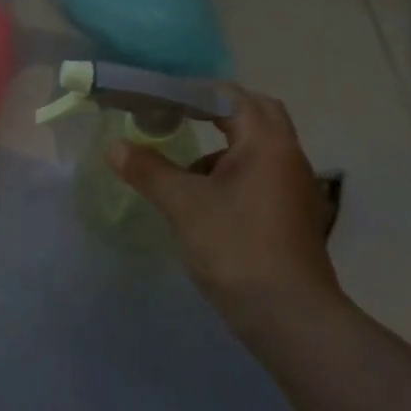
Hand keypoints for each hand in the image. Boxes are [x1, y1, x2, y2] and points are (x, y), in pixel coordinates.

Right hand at [111, 86, 339, 325]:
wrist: (291, 319)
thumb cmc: (237, 248)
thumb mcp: (183, 205)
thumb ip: (148, 170)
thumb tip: (114, 146)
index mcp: (266, 143)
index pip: (232, 97)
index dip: (194, 91)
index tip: (160, 96)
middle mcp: (288, 156)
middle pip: (255, 114)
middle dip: (217, 111)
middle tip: (179, 116)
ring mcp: (296, 188)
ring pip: (259, 148)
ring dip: (224, 146)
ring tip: (184, 166)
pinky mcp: (293, 216)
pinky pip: (262, 175)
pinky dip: (233, 174)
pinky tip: (205, 200)